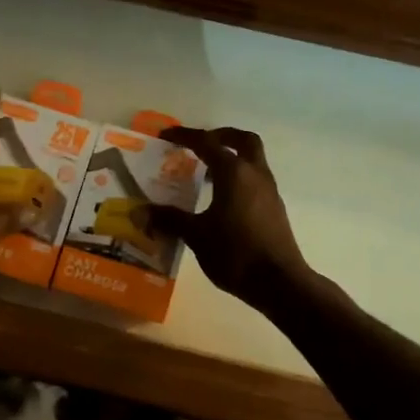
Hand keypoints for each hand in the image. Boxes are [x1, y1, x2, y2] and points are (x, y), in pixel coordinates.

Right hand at [144, 125, 310, 305]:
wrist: (279, 283)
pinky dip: (238, 179)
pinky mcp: (274, 209)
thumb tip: (139, 212)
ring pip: (252, 161)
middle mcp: (255, 174)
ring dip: (231, 159)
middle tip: (199, 144)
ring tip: (204, 175)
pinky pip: (254, 181)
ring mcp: (269, 191)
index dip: (184, 136)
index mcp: (234, 173)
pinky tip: (220, 201)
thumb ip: (168, 219)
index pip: (207, 142)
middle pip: (243, 140)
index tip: (165, 136)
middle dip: (221, 136)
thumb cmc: (235, 253)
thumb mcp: (196, 235)